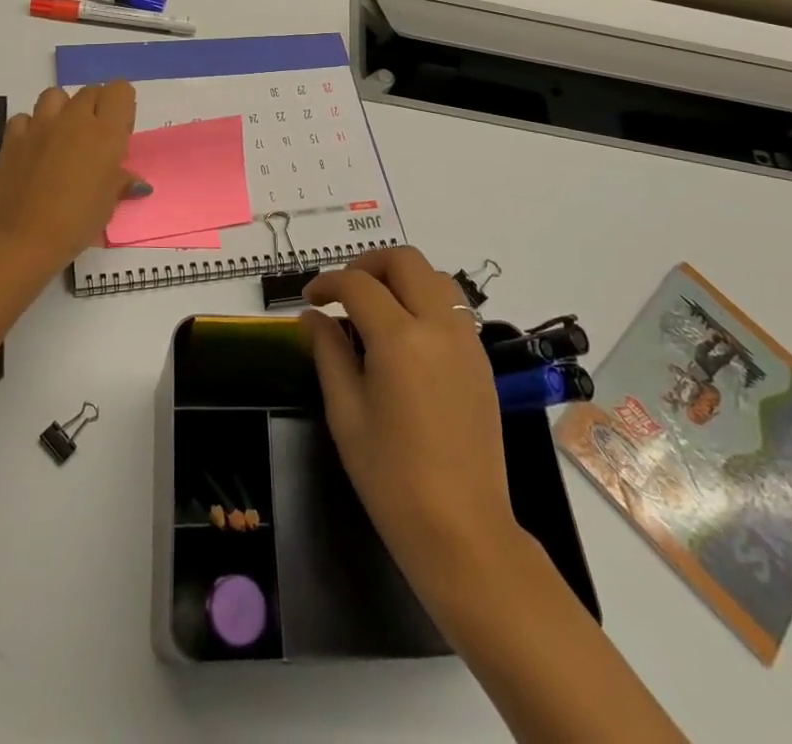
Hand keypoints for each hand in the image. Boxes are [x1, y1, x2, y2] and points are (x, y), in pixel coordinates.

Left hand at [0, 82, 137, 271]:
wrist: (24, 237)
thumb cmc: (77, 221)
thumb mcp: (109, 203)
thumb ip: (122, 182)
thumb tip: (137, 183)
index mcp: (106, 132)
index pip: (120, 90)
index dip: (121, 106)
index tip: (119, 131)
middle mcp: (74, 119)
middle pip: (90, 91)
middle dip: (96, 107)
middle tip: (94, 139)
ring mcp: (40, 125)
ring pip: (55, 95)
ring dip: (62, 109)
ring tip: (62, 135)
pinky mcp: (12, 137)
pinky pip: (25, 117)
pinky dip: (31, 127)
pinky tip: (34, 148)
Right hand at [302, 249, 517, 604]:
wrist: (462, 530)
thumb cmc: (391, 477)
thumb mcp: (346, 412)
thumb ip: (328, 352)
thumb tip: (311, 316)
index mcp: (400, 338)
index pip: (358, 284)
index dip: (328, 283)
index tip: (310, 299)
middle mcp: (438, 326)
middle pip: (405, 260)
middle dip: (368, 264)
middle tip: (343, 291)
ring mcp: (466, 341)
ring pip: (435, 277)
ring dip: (401, 278)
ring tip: (374, 308)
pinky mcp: (480, 360)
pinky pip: (452, 307)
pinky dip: (424, 300)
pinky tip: (404, 335)